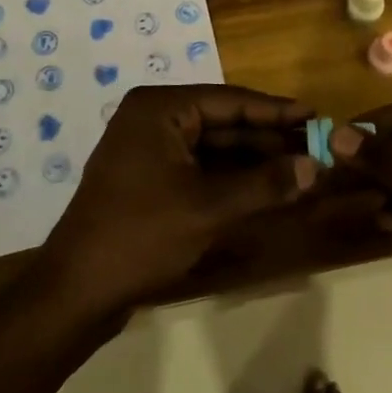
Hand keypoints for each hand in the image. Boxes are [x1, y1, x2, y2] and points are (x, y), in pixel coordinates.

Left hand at [38, 85, 316, 316]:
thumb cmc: (141, 235)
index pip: (230, 100)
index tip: (315, 115)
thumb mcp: (209, 208)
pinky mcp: (149, 179)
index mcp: (159, 109)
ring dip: (253, 161)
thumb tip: (315, 167)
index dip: (275, 110)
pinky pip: (199, 168)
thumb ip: (265, 184)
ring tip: (300, 167)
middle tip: (314, 145)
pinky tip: (265, 187)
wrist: (76, 292)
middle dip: (267, 139)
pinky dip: (232, 178)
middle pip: (223, 122)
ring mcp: (148, 150)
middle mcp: (153, 119)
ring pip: (214, 147)